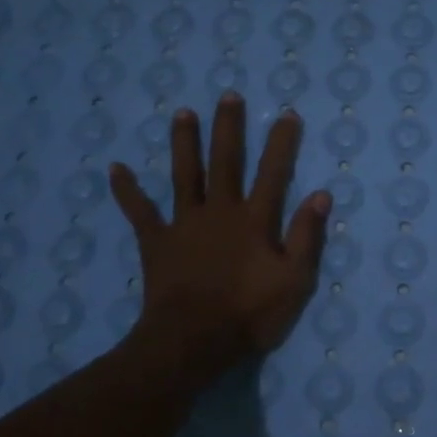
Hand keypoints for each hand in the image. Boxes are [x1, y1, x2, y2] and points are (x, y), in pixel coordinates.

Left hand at [109, 93, 329, 391]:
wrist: (194, 340)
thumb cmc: (250, 313)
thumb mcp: (294, 280)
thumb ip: (306, 236)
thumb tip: (321, 195)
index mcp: (255, 220)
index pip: (272, 173)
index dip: (281, 143)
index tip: (287, 114)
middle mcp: (220, 211)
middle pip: (225, 162)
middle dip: (228, 128)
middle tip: (228, 96)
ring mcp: (184, 224)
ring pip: (184, 175)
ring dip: (184, 143)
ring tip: (182, 113)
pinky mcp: (156, 242)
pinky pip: (140, 212)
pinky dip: (127, 191)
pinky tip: (116, 168)